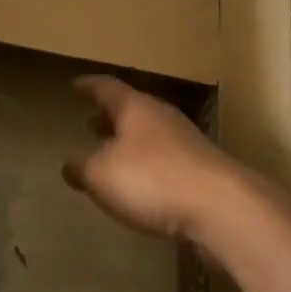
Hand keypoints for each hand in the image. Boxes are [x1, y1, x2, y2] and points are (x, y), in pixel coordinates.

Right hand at [62, 75, 245, 242]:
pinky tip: (142, 186)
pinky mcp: (202, 170)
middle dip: (109, 117)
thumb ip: (83, 168)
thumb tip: (69, 165)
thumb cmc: (152, 179)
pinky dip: (148, 166)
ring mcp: (186, 141)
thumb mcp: (103, 175)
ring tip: (113, 156)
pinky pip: (166, 159)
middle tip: (90, 122)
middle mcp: (160, 116)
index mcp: (134, 107)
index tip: (76, 85)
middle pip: (131, 110)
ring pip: (149, 134)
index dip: (89, 86)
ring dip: (129, 142)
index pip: (106, 87)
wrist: (221, 206)